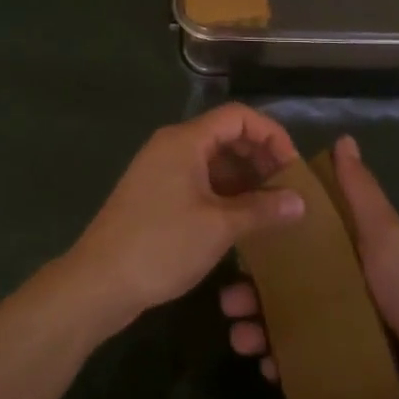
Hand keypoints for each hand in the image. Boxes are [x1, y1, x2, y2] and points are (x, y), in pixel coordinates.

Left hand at [62, 104, 305, 334]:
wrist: (99, 283)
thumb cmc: (162, 246)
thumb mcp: (220, 227)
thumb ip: (263, 209)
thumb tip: (300, 201)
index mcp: (185, 141)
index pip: (238, 116)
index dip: (272, 135)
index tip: (293, 168)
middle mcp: (171, 147)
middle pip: (226, 135)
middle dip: (260, 157)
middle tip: (287, 188)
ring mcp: (160, 171)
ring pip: (213, 161)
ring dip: (244, 178)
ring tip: (272, 207)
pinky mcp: (155, 196)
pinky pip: (199, 181)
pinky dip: (224, 193)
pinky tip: (243, 219)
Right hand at [219, 134, 398, 398]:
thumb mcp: (384, 233)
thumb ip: (360, 192)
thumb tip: (344, 139)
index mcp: (348, 253)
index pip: (297, 241)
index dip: (266, 241)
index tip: (237, 243)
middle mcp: (340, 287)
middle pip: (285, 285)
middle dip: (253, 292)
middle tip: (229, 303)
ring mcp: (341, 329)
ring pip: (287, 325)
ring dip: (259, 330)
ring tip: (243, 340)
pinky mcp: (343, 366)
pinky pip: (303, 363)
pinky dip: (283, 364)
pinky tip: (269, 368)